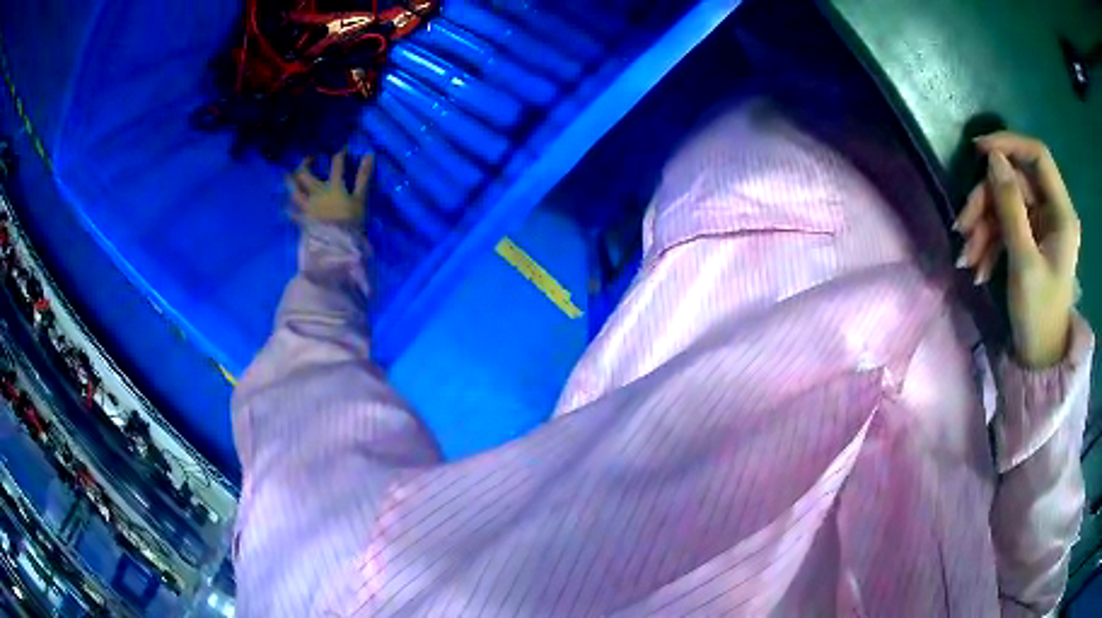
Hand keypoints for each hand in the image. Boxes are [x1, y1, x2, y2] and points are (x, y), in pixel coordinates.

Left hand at [286, 151, 373, 223]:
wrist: (337, 246)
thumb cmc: (350, 222)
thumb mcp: (360, 199)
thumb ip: (363, 177)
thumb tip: (369, 155)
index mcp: (332, 187)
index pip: (336, 164)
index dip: (340, 154)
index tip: (342, 150)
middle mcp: (316, 193)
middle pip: (305, 174)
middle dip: (305, 163)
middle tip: (309, 158)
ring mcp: (308, 207)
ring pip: (294, 191)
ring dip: (290, 182)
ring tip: (288, 176)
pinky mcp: (303, 220)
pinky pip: (292, 213)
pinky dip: (288, 209)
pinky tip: (286, 206)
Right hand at [955, 132, 1080, 368]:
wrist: (1038, 360)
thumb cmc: (1038, 315)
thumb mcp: (1023, 261)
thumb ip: (1010, 207)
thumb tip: (992, 159)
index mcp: (1061, 213)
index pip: (1037, 156)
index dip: (1009, 145)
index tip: (978, 151)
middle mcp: (1052, 212)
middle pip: (1015, 183)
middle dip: (986, 202)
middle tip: (962, 228)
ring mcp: (1041, 226)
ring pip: (1005, 204)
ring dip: (982, 227)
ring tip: (966, 259)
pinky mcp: (1030, 240)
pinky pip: (1005, 226)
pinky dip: (988, 242)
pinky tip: (978, 268)